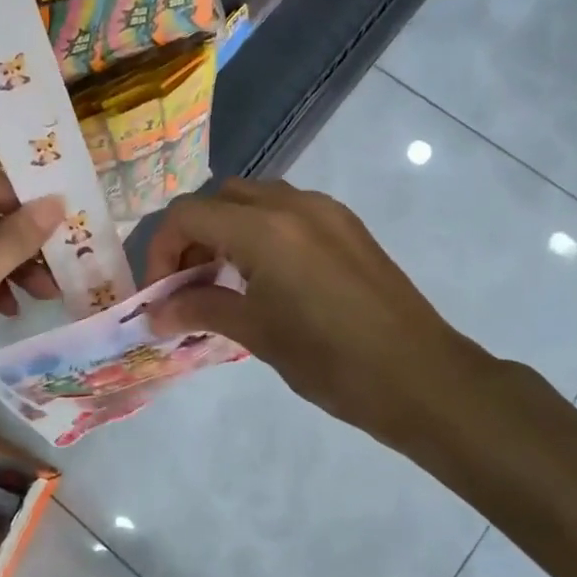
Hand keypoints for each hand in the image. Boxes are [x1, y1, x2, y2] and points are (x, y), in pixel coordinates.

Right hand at [143, 179, 496, 447]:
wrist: (423, 379)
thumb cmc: (332, 362)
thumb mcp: (257, 334)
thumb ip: (200, 310)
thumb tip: (154, 314)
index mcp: (265, 228)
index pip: (188, 215)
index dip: (161, 251)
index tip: (161, 294)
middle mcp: (294, 204)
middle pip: (219, 198)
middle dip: (193, 236)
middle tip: (188, 285)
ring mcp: (326, 211)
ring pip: (254, 200)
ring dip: (226, 230)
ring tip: (223, 282)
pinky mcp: (347, 227)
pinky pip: (287, 211)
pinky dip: (260, 232)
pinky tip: (266, 278)